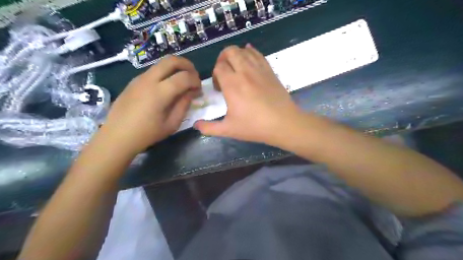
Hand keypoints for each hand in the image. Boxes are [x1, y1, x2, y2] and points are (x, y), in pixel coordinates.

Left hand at [99, 54, 200, 155]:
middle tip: (194, 76)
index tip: (199, 89)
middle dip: (187, 65)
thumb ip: (184, 105)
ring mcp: (139, 78)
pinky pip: (153, 71)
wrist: (117, 136)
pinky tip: (167, 87)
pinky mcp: (134, 81)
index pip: (184, 77)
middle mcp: (149, 80)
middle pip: (171, 60)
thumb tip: (191, 92)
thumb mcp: (171, 124)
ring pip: (161, 63)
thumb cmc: (147, 134)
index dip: (196, 81)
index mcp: (159, 93)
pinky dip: (165, 73)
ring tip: (182, 82)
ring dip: (176, 68)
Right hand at [194, 44, 301, 145]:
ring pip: (244, 50)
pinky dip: (251, 52)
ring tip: (236, 68)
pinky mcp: (270, 70)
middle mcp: (244, 72)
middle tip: (224, 73)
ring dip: (236, 55)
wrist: (283, 124)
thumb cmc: (254, 126)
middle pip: (230, 51)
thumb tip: (196, 125)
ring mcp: (259, 69)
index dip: (215, 75)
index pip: (218, 67)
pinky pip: (258, 54)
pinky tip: (249, 59)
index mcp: (232, 84)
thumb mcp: (229, 129)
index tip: (219, 88)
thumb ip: (209, 127)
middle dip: (223, 59)